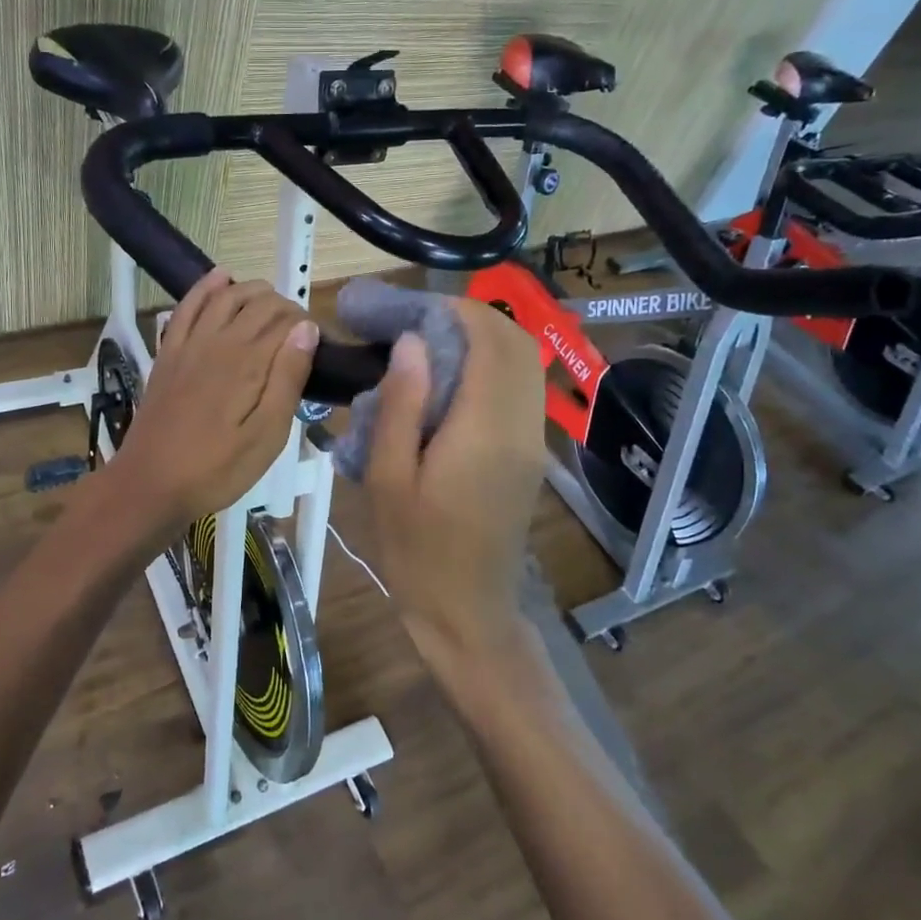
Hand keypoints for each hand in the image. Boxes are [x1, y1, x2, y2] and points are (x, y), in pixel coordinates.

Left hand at [104, 269, 319, 535]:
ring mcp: (188, 343)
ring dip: (252, 291)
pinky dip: (205, 288)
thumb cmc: (217, 468)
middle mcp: (218, 340)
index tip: (318, 345)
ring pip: (225, 297)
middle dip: (285, 308)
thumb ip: (287, 379)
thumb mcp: (267, 436)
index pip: (286, 321)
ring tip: (272, 303)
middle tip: (299, 335)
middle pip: (258, 303)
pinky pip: (187, 307)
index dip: (306, 325)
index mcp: (248, 361)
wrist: (150, 484)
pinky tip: (220, 278)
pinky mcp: (168, 353)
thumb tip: (307, 329)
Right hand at [363, 299, 546, 667]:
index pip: (487, 340)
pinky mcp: (529, 454)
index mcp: (484, 429)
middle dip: (469, 318)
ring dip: (483, 340)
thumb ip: (402, 405)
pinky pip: (520, 389)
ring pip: (524, 363)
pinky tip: (449, 382)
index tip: (409, 308)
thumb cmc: (416, 551)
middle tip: (416, 322)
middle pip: (515, 343)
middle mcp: (520, 425)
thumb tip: (413, 343)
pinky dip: (491, 367)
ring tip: (429, 346)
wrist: (467, 610)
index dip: (452, 311)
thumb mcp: (388, 479)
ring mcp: (532, 440)